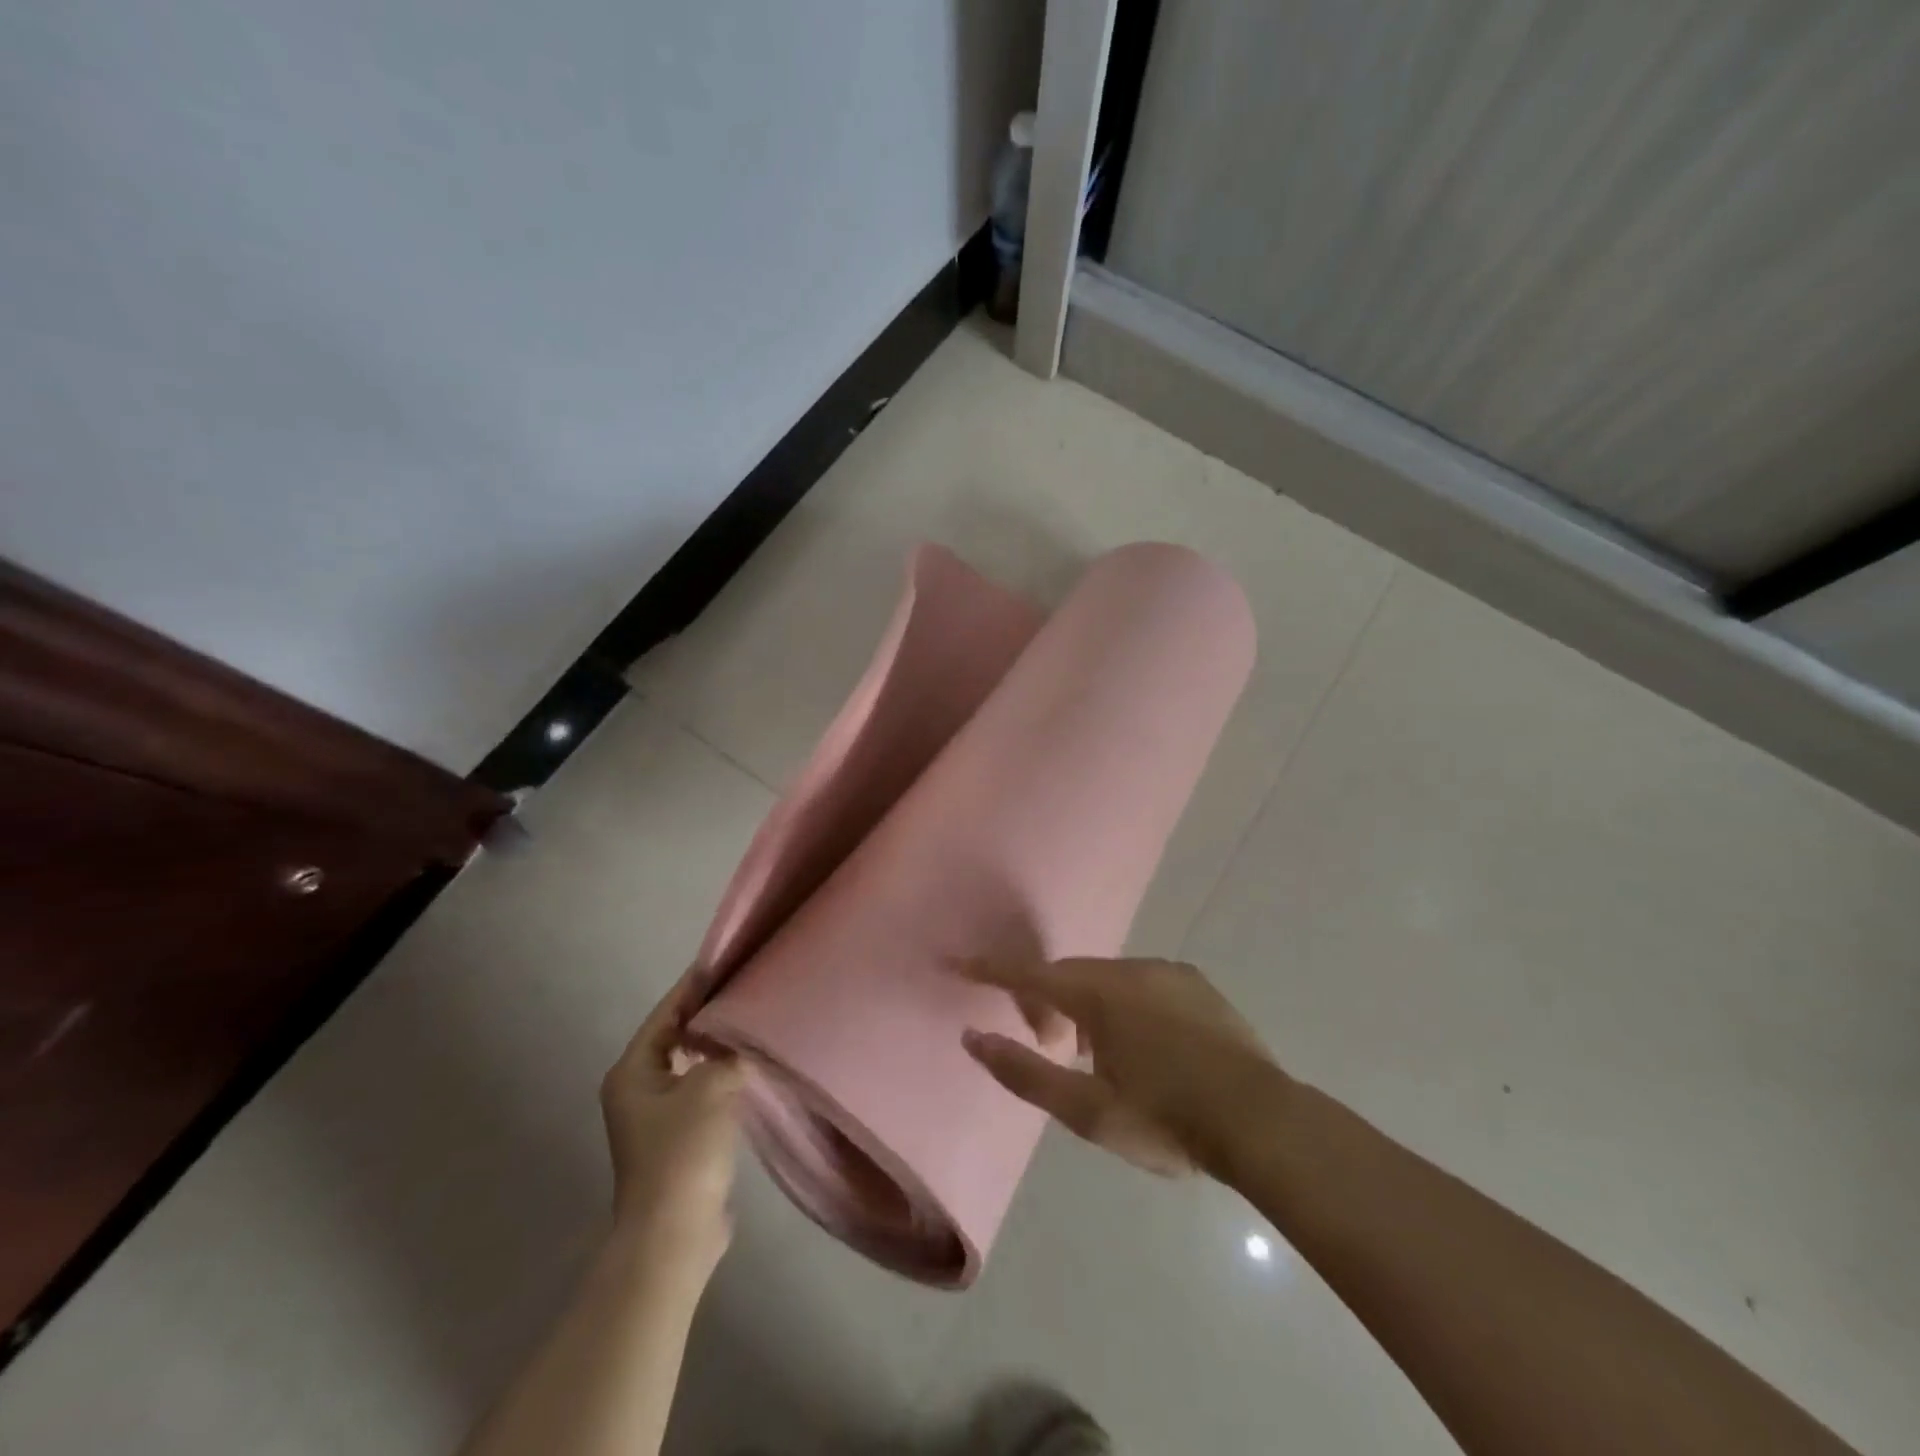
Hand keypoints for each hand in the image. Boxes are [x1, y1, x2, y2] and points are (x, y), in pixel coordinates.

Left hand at [600, 969, 745, 1250]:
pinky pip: (702, 1091)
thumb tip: (742, 1043)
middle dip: (709, 1016)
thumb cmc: (684, 1151)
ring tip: (753, 1022)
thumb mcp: (711, 1086)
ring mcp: (657, 1118)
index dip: (694, 988)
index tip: (725, 963)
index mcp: (633, 1072)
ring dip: (717, 1047)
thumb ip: (727, 1053)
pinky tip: (750, 1067)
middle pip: (676, 1038)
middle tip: (746, 991)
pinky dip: (722, 1075)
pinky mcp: (679, 1140)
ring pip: (690, 1066)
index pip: (666, 1014)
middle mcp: (638, 1090)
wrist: (675, 1234)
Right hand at [960, 956, 1283, 1178]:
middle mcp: (1131, 969)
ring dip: (1086, 1006)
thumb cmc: (1166, 1120)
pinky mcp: (1197, 985)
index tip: (956, 962)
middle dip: (1045, 1000)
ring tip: (1092, 1054)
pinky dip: (1122, 1004)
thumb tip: (973, 1038)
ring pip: (1107, 979)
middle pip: (1069, 976)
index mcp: (1099, 995)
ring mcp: (1168, 973)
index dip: (990, 970)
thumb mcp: (1087, 1111)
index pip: (1029, 974)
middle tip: (1044, 1043)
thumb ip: (1025, 1073)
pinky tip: (1141, 1046)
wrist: (1262, 1122)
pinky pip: (1142, 984)